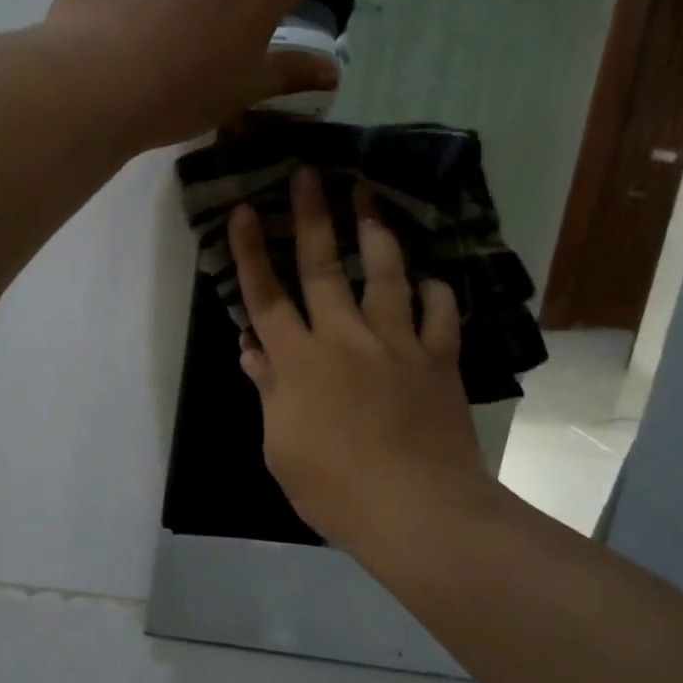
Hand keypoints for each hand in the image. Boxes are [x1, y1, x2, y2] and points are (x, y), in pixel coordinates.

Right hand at [229, 167, 493, 551]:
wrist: (416, 510)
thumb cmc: (335, 489)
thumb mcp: (281, 448)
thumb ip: (269, 391)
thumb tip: (252, 349)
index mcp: (300, 361)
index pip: (266, 296)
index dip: (251, 252)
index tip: (242, 209)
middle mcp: (345, 337)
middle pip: (324, 266)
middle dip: (313, 215)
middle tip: (309, 171)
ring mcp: (397, 343)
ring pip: (385, 273)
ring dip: (375, 231)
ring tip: (369, 196)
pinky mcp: (438, 357)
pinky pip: (439, 311)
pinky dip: (434, 290)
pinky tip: (428, 279)